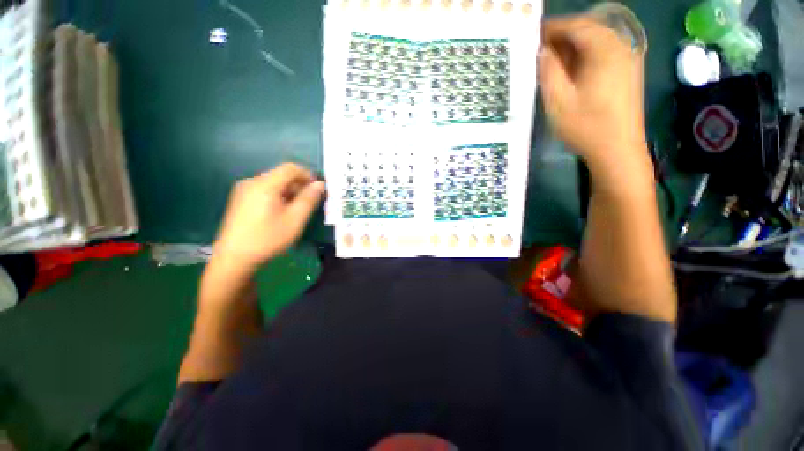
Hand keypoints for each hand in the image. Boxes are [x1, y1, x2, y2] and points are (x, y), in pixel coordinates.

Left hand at [212, 163, 324, 273]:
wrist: (234, 258)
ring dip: (290, 191)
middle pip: (281, 174)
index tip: (318, 189)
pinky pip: (264, 190)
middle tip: (311, 201)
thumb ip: (309, 199)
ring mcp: (244, 190)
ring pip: (274, 183)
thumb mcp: (295, 220)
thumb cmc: (268, 238)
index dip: (308, 175)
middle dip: (300, 184)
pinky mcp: (241, 199)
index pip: (290, 168)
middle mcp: (252, 182)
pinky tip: (282, 212)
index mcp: (265, 185)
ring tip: (298, 208)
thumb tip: (320, 184)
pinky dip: (279, 195)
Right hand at [539, 16, 651, 187]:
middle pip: (588, 30)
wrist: (617, 150)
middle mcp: (620, 47)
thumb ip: (548, 71)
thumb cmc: (586, 126)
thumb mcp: (558, 100)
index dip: (553, 27)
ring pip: (595, 41)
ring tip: (551, 61)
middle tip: (539, 50)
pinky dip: (583, 56)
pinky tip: (571, 70)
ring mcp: (626, 59)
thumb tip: (541, 50)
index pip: (577, 25)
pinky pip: (602, 53)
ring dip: (572, 47)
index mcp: (605, 50)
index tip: (532, 35)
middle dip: (562, 36)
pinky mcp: (627, 72)